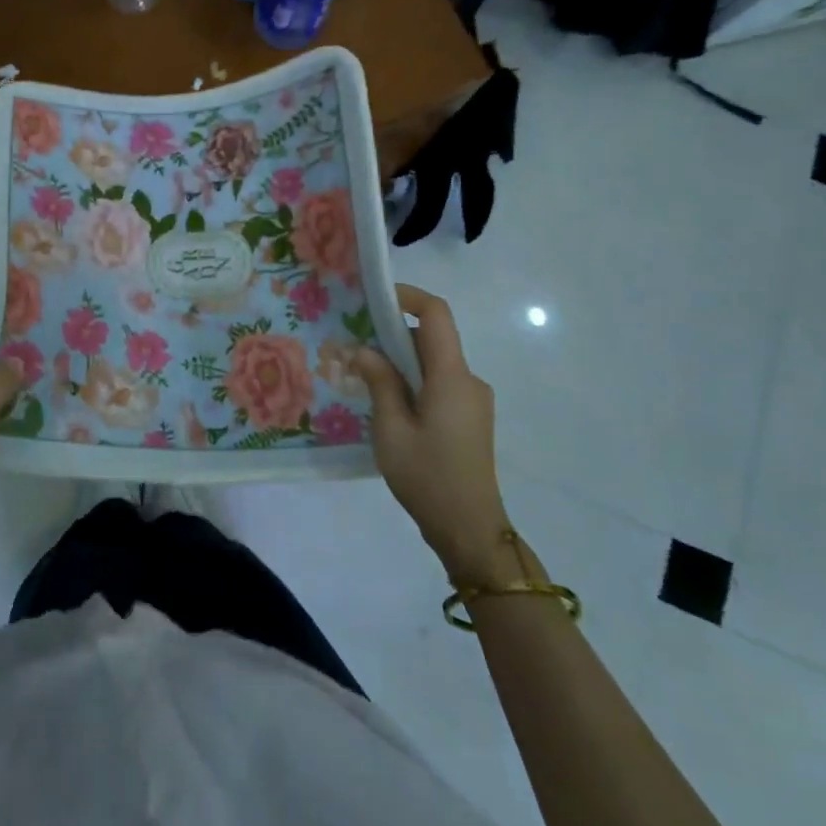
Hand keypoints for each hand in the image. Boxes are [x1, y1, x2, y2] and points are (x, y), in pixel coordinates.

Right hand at [353, 284, 517, 588]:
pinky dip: (413, 383)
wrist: (470, 529)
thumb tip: (363, 350)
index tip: (374, 298)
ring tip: (363, 381)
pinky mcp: (470, 419)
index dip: (408, 297)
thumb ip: (379, 381)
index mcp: (452, 376)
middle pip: (432, 339)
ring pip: (433, 364)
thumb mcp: (391, 428)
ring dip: (400, 363)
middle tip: (353, 348)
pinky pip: (439, 385)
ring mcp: (473, 401)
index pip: (437, 315)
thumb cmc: (427, 476)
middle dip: (392, 335)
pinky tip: (388, 408)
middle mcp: (469, 380)